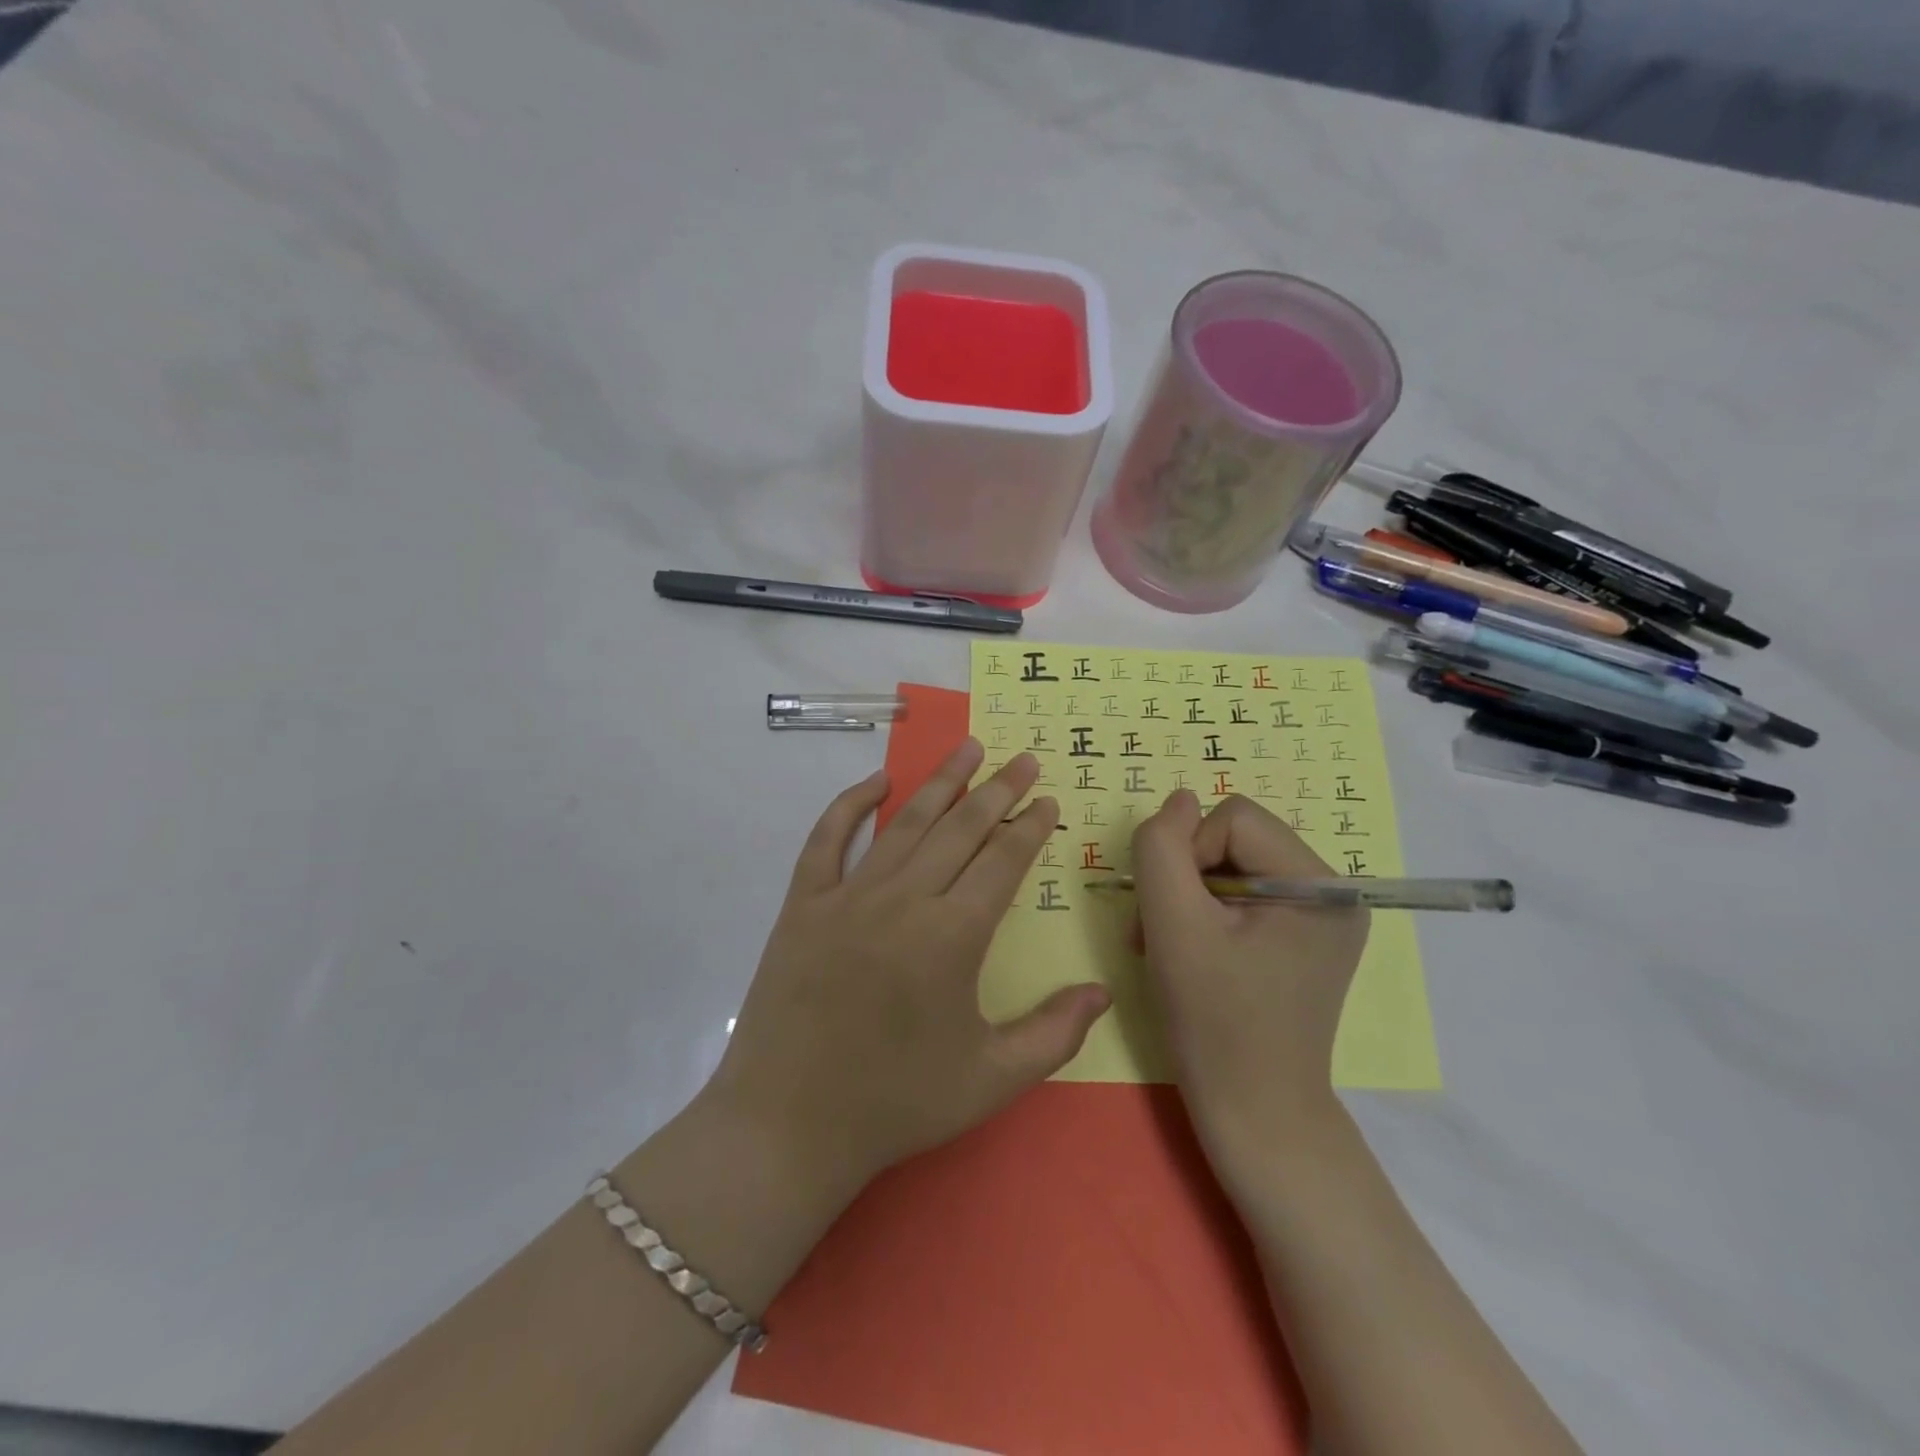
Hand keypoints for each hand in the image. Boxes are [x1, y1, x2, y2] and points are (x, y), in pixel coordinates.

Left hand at [706, 740, 1110, 1193]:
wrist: (789, 1125)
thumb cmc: (896, 1103)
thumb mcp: (991, 1080)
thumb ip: (1054, 1033)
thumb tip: (1104, 991)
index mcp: (952, 936)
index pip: (1002, 861)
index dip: (1029, 826)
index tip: (1046, 799)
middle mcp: (904, 900)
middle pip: (960, 829)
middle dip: (997, 790)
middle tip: (1022, 758)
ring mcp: (848, 896)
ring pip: (905, 823)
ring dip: (940, 783)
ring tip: (968, 749)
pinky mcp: (803, 904)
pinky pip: (827, 839)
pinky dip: (850, 804)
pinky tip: (875, 781)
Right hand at [1131, 791, 1369, 1174]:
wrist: (1255, 1114)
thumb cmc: (1214, 1022)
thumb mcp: (1173, 925)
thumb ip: (1163, 848)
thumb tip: (1178, 799)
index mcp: (1321, 886)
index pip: (1233, 819)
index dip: (1186, 855)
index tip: (1169, 914)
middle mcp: (1334, 893)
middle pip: (1235, 840)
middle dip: (1186, 879)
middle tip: (1158, 933)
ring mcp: (1323, 919)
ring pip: (1233, 866)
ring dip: (1189, 898)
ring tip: (1167, 946)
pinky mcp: (1305, 940)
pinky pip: (1245, 895)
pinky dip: (1207, 915)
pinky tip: (1192, 953)